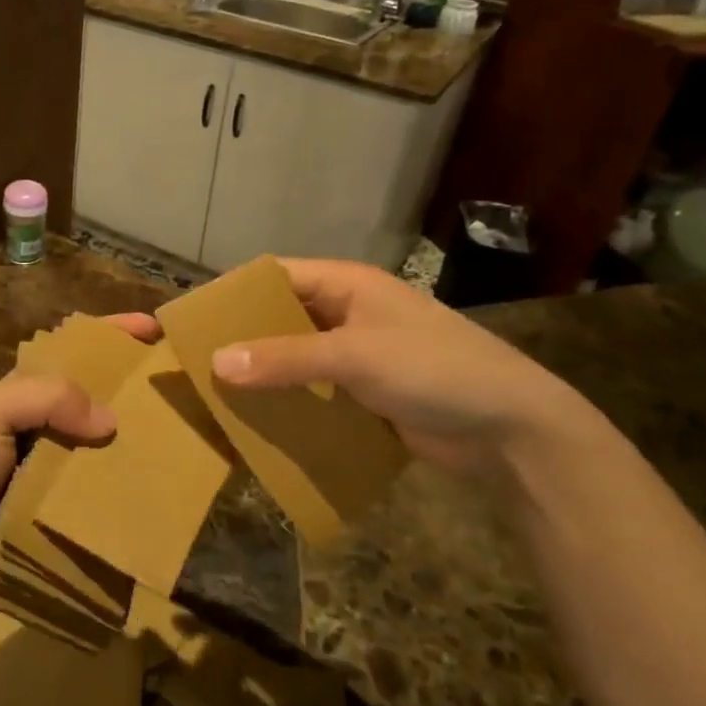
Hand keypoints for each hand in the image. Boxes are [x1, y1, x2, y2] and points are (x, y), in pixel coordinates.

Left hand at [0, 313, 159, 651]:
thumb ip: (49, 397)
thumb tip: (110, 422)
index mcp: (20, 393)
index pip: (71, 351)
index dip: (110, 335)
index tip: (154, 328)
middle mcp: (39, 427)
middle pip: (95, 398)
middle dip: (133, 388)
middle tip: (179, 388)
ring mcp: (51, 472)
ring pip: (102, 446)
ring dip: (134, 441)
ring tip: (179, 437)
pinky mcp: (59, 514)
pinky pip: (98, 493)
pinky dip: (122, 487)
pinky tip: (155, 487)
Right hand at [210, 258, 608, 481]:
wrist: (512, 430)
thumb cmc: (434, 370)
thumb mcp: (355, 357)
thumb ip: (285, 358)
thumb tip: (216, 362)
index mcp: (348, 285)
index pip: (277, 276)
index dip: (235, 293)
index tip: (193, 317)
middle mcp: (349, 313)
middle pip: (282, 317)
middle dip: (243, 337)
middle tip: (197, 360)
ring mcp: (359, 355)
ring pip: (296, 356)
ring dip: (264, 372)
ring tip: (217, 393)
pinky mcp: (367, 393)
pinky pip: (315, 390)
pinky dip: (289, 400)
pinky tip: (259, 420)